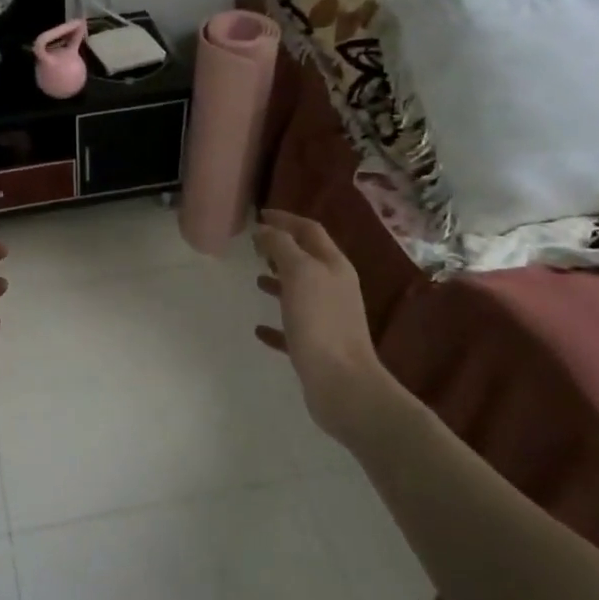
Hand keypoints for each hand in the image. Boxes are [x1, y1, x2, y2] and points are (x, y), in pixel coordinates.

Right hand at [253, 210, 392, 438]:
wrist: (343, 384)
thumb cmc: (320, 322)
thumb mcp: (299, 273)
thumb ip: (281, 246)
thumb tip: (265, 229)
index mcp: (333, 266)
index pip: (310, 230)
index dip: (286, 219)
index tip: (259, 215)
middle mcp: (334, 287)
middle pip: (307, 258)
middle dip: (282, 248)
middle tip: (255, 246)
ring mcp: (328, 318)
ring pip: (300, 291)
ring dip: (279, 281)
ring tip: (256, 279)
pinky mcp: (317, 346)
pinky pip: (293, 327)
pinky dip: (276, 322)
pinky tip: (259, 328)